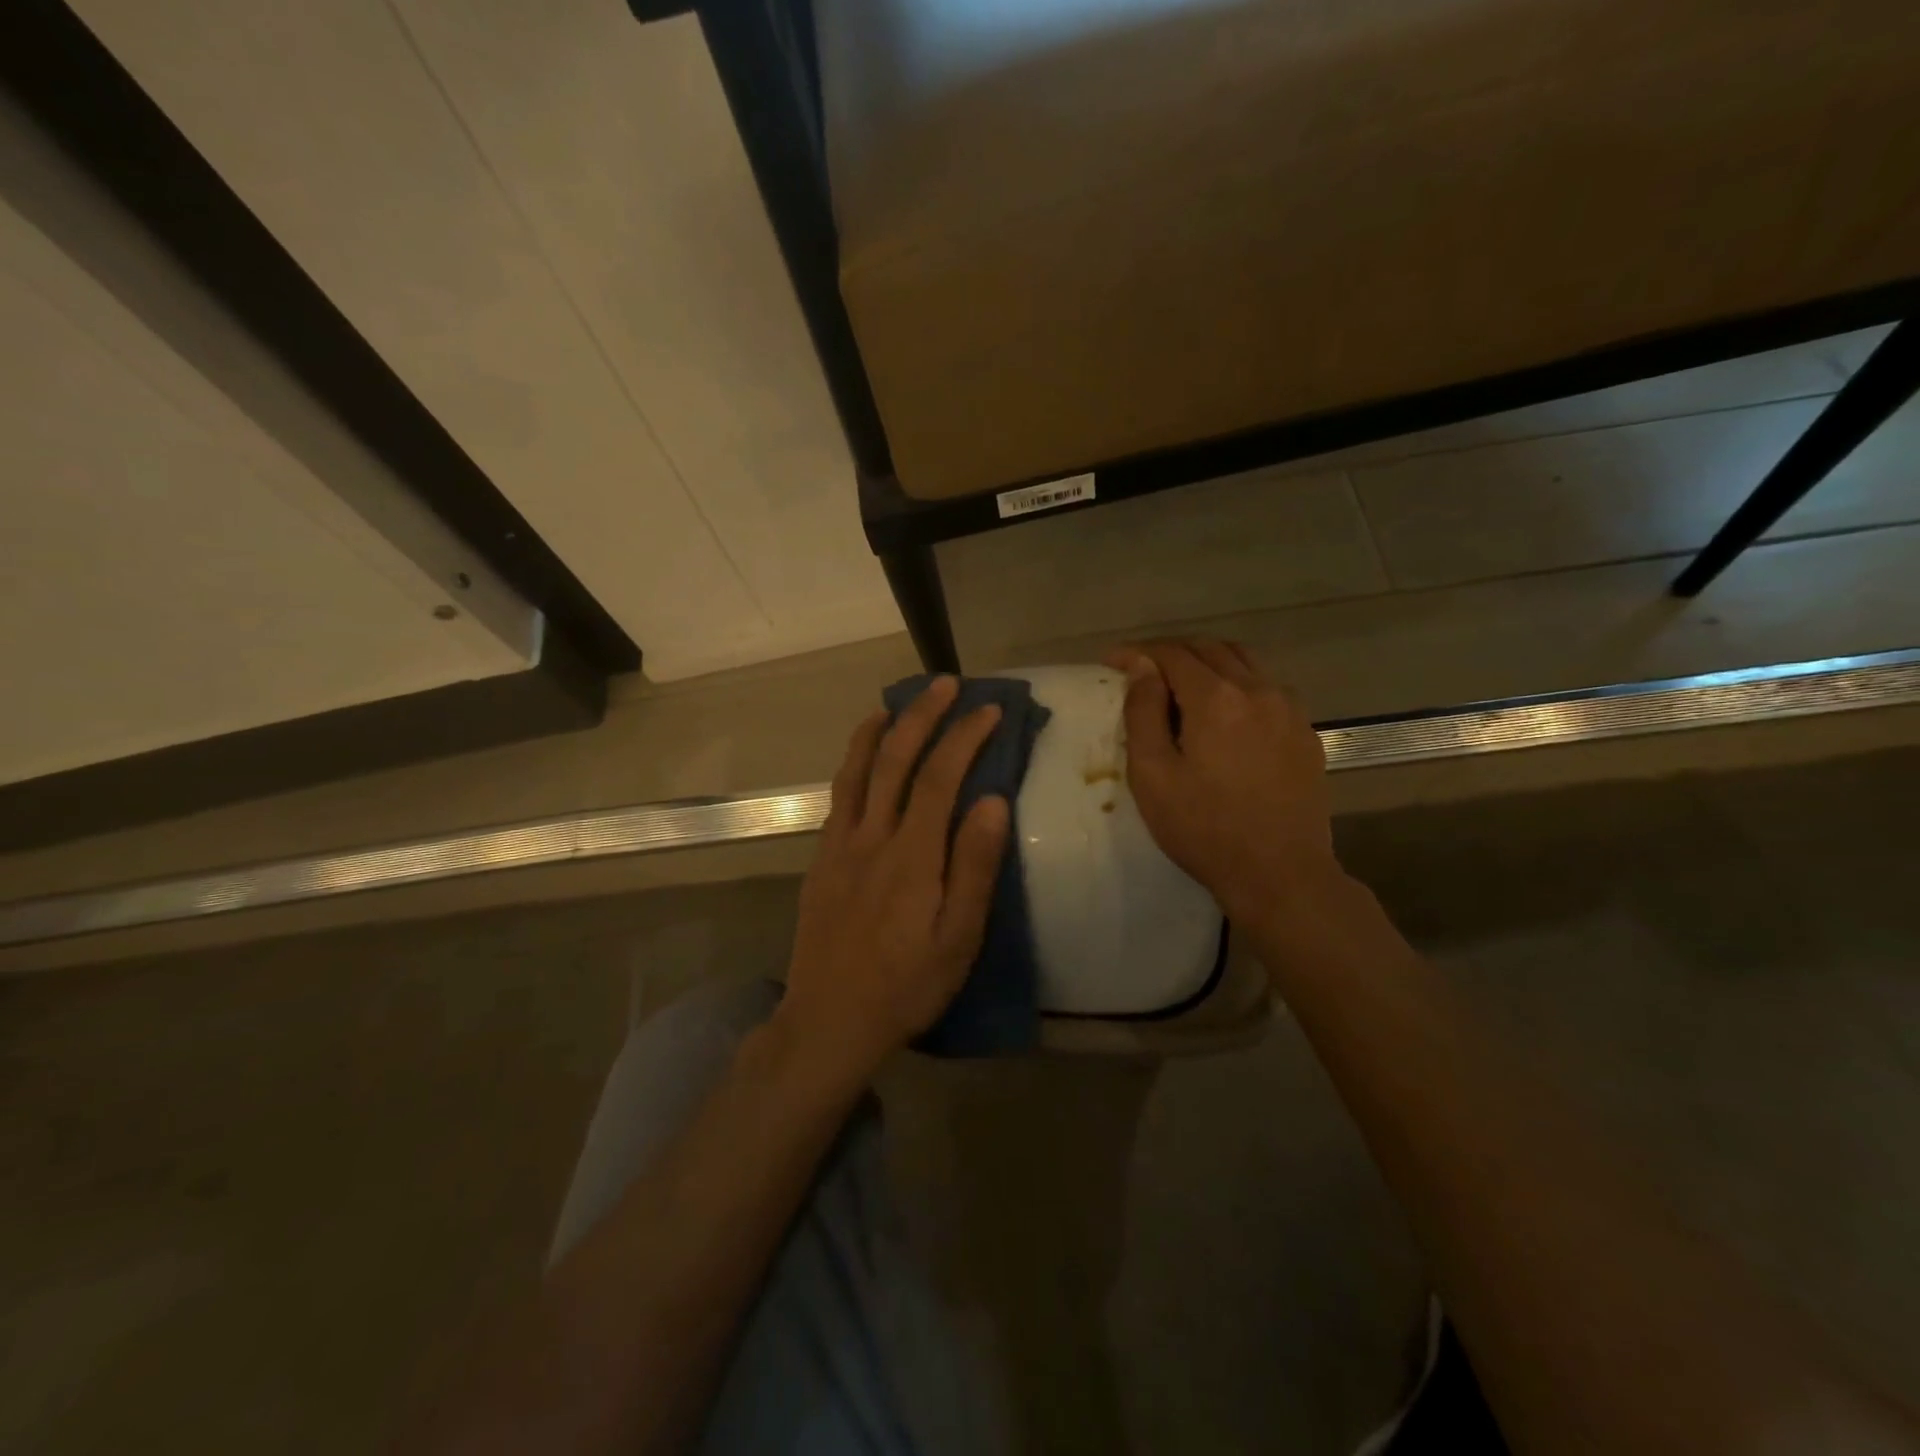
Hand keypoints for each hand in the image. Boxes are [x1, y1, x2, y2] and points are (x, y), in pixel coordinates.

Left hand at [776, 677, 1009, 1082]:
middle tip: (946, 684)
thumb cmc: (906, 985)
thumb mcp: (958, 938)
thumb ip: (975, 867)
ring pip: (857, 770)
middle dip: (922, 715)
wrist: (829, 1021)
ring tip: (896, 701)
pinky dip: (853, 763)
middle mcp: (871, 837)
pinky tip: (862, 758)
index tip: (989, 710)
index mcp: (912, 856)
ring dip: (878, 729)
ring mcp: (839, 845)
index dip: (964, 737)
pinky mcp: (821, 859)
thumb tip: (993, 800)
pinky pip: (838, 796)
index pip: (939, 777)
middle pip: (895, 760)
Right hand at [1106, 639, 1341, 925]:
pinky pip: (1268, 687)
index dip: (1138, 652)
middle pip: (1210, 649)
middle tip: (1143, 671)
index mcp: (1217, 698)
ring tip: (1182, 684)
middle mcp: (1258, 690)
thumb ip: (1143, 713)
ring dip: (1208, 662)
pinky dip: (1239, 683)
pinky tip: (1226, 712)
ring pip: (1245, 661)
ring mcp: (1289, 709)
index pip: (1172, 654)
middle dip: (1172, 652)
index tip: (1112, 660)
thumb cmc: (1204, 829)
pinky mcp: (1305, 732)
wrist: (1280, 873)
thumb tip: (1142, 668)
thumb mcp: (1153, 775)